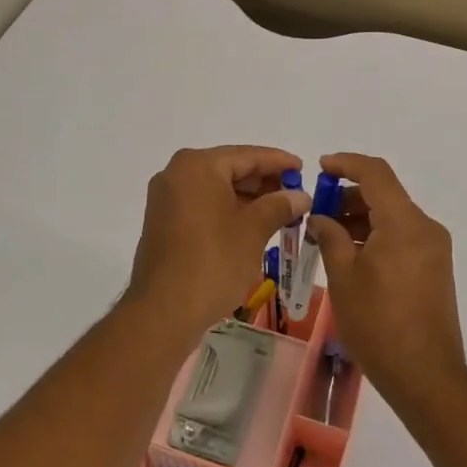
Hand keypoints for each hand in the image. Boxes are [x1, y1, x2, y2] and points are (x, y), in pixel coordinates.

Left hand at [125, 146, 309, 342]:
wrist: (164, 310)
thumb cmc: (213, 262)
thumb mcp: (253, 230)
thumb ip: (279, 205)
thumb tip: (300, 196)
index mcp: (198, 166)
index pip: (247, 155)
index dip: (278, 162)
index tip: (303, 168)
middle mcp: (177, 173)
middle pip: (229, 169)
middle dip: (263, 182)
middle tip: (295, 194)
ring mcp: (166, 198)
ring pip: (216, 188)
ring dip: (247, 198)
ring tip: (280, 212)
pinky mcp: (163, 221)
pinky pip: (202, 205)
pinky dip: (227, 210)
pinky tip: (252, 224)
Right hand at [310, 153, 466, 409]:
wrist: (426, 376)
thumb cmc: (378, 324)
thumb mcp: (344, 277)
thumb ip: (331, 236)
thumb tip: (322, 217)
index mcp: (404, 223)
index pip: (375, 173)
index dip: (346, 164)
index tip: (319, 167)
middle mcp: (425, 228)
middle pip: (384, 194)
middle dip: (348, 196)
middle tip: (316, 214)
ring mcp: (434, 249)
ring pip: (392, 217)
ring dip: (360, 218)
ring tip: (327, 237)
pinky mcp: (434, 269)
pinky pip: (402, 237)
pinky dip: (376, 236)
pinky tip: (350, 255)